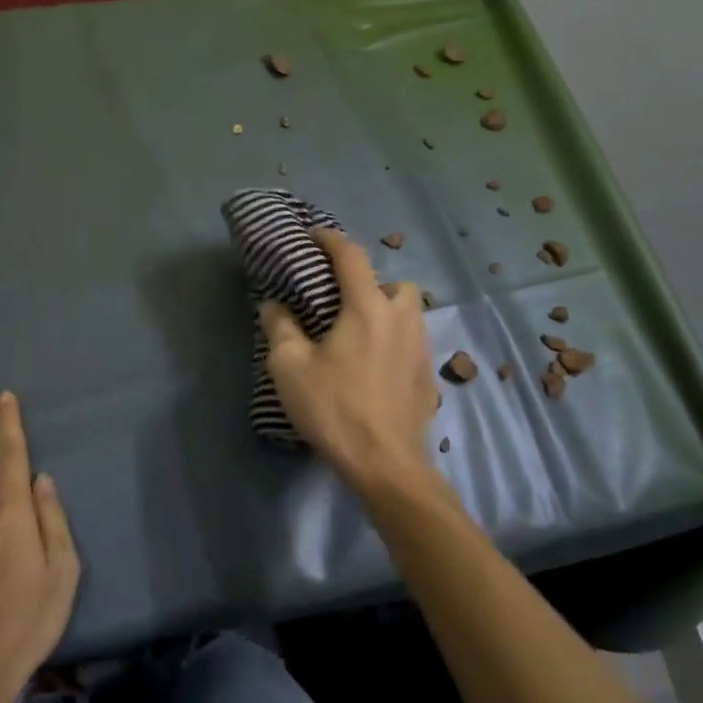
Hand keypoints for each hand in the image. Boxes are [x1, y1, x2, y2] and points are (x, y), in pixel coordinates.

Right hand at [259, 229, 440, 493]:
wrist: (387, 465)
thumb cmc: (334, 408)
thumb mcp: (290, 367)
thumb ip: (280, 327)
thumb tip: (274, 305)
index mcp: (368, 308)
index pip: (351, 256)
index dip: (330, 239)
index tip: (313, 236)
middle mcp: (402, 318)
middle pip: (393, 282)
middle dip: (369, 282)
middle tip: (341, 301)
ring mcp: (421, 346)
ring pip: (407, 311)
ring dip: (385, 310)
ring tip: (357, 333)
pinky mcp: (428, 374)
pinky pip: (411, 339)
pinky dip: (393, 339)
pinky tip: (373, 365)